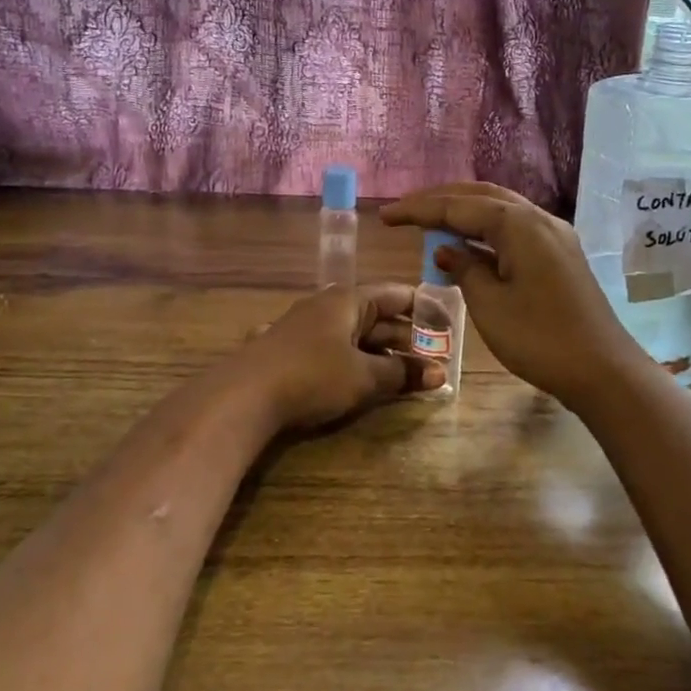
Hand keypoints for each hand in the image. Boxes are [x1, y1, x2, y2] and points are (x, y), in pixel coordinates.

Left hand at [227, 283, 442, 433]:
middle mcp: (326, 305)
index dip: (423, 308)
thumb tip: (440, 374)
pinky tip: (357, 378)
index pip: (395, 294)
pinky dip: (349, 361)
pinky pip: (330, 349)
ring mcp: (303, 327)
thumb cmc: (313, 376)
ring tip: (404, 374)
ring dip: (378, 352)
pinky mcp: (286, 350)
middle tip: (433, 358)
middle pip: (374, 316)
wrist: (243, 396)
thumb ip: (401, 373)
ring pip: (351, 334)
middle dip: (404, 337)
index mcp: (348, 300)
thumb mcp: (364, 377)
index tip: (446, 324)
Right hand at [380, 183, 642, 402]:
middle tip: (405, 212)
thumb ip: (465, 269)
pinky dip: (486, 232)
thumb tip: (447, 250)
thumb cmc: (540, 339)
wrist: (603, 370)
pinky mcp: (560, 254)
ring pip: (500, 210)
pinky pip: (515, 230)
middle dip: (441, 201)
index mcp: (519, 224)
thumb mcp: (490, 305)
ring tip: (429, 223)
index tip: (386, 216)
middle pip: (481, 197)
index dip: (419, 210)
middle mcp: (539, 219)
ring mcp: (554, 236)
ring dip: (464, 213)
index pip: (458, 206)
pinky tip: (468, 246)